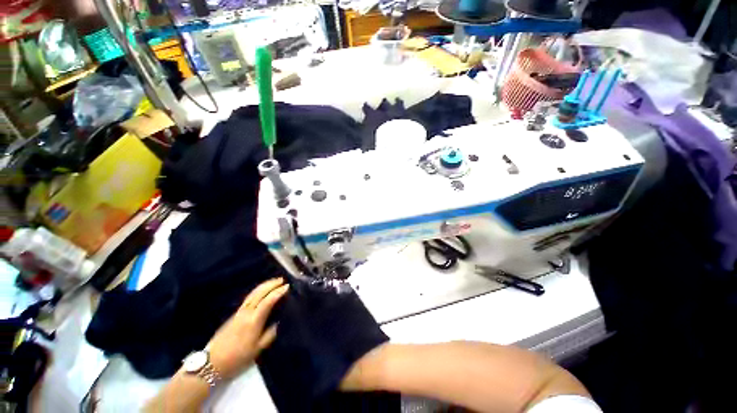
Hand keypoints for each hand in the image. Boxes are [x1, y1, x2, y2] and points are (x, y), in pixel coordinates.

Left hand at [207, 278, 288, 379]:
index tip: (287, 286)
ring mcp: (238, 313)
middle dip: (271, 284)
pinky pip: (248, 298)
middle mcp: (246, 312)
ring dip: (263, 286)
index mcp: (254, 320)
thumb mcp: (257, 350)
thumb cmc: (237, 358)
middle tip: (282, 280)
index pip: (268, 301)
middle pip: (259, 293)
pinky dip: (257, 291)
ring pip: (252, 294)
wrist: (211, 363)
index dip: (278, 292)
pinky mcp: (233, 315)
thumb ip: (270, 334)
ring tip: (273, 282)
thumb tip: (277, 323)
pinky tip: (260, 293)